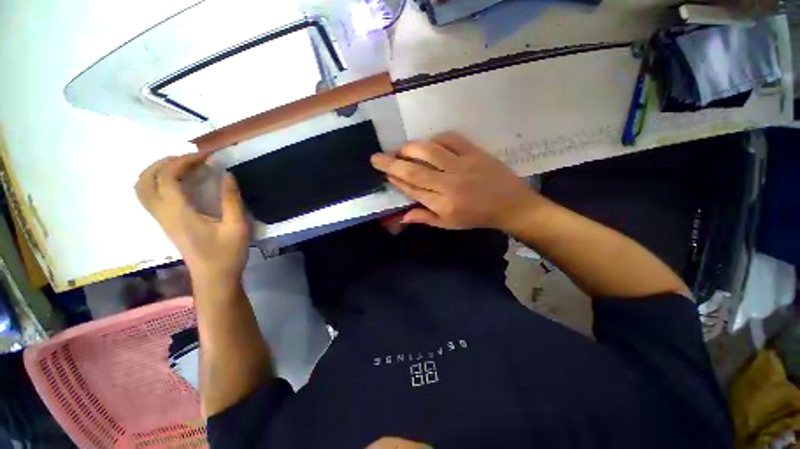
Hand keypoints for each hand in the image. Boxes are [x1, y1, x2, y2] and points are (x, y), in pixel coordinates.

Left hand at [135, 153, 249, 284]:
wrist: (214, 278)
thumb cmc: (227, 253)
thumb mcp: (236, 226)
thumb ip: (231, 199)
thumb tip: (227, 175)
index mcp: (179, 213)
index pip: (168, 177)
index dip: (184, 161)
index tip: (206, 156)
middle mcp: (163, 214)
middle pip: (145, 180)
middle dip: (165, 162)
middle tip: (191, 159)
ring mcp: (161, 220)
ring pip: (142, 188)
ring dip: (157, 171)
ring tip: (181, 166)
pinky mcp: (165, 224)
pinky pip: (149, 197)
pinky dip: (156, 183)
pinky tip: (177, 183)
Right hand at [370, 133, 540, 231]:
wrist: (510, 205)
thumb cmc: (476, 217)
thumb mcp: (449, 224)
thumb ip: (425, 218)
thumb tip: (402, 216)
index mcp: (442, 204)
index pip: (412, 189)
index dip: (395, 180)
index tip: (383, 173)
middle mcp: (448, 184)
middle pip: (414, 171)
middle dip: (391, 163)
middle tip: (376, 157)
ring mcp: (462, 165)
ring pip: (428, 152)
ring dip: (409, 148)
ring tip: (399, 149)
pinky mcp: (474, 152)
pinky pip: (451, 139)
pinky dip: (435, 139)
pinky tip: (428, 143)